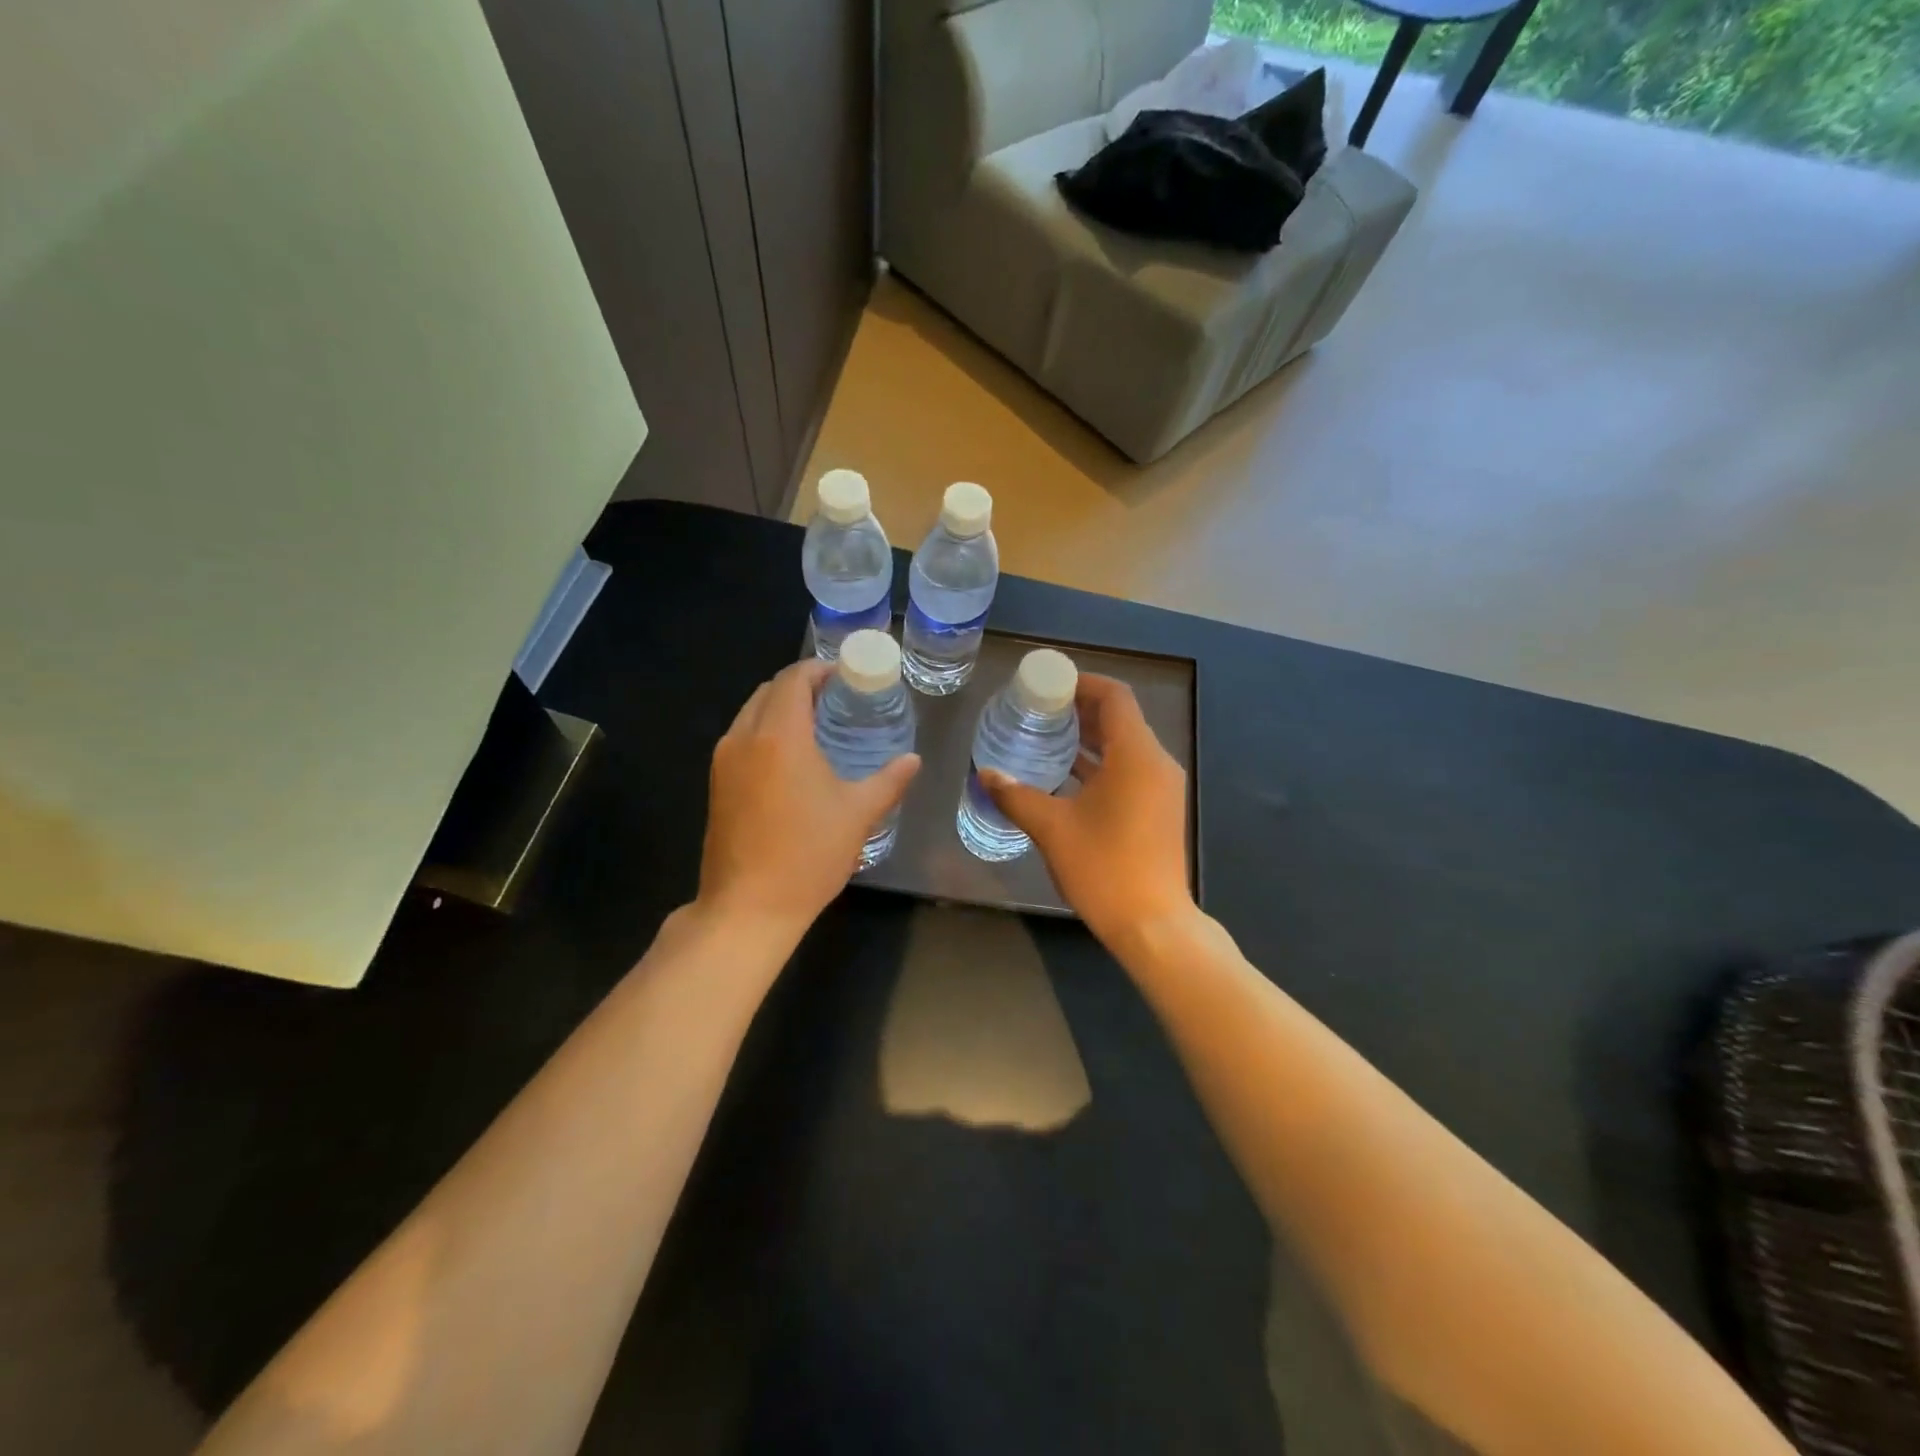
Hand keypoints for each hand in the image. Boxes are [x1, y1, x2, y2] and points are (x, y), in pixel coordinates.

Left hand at [696, 659, 920, 935]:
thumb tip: (913, 760)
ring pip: (751, 713)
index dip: (819, 670)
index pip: (794, 679)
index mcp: (780, 736)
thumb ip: (889, 780)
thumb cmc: (808, 855)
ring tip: (816, 725)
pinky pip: (741, 737)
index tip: (845, 677)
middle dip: (801, 686)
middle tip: (836, 700)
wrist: (748, 907)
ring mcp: (724, 761)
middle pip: (769, 690)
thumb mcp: (858, 815)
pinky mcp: (716, 784)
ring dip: (780, 708)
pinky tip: (790, 757)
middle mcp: (744, 737)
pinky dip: (765, 730)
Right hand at [981, 674, 1192, 946]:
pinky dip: (1100, 764)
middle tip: (1037, 709)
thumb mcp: (1052, 828)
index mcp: (1136, 756)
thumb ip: (1016, 796)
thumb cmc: (1104, 868)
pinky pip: (1128, 770)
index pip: (1115, 697)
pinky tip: (1065, 775)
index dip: (1082, 683)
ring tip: (1046, 736)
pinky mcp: (1158, 809)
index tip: (1047, 684)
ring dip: (1089, 738)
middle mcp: (1155, 763)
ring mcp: (1161, 788)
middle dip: (1080, 709)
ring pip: (1124, 746)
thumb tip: (985, 774)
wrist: (1153, 925)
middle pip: (1120, 719)